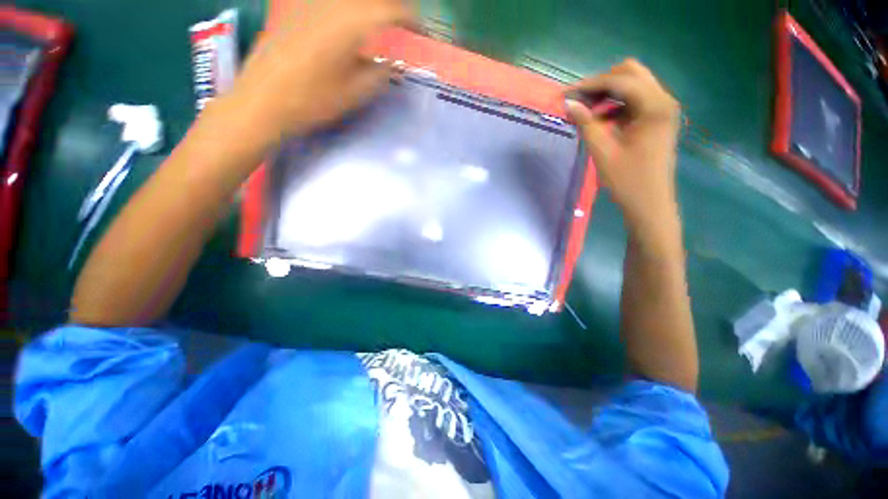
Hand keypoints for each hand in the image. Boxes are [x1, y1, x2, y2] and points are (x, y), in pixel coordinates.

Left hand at [226, 0, 413, 142]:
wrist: (262, 100)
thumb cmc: (312, 100)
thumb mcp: (354, 94)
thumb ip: (380, 74)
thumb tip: (394, 64)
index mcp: (351, 22)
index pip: (392, 9)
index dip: (412, 18)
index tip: (421, 33)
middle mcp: (332, 2)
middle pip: (372, 0)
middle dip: (393, 9)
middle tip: (402, 29)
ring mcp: (310, 1)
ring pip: (350, 1)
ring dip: (370, 10)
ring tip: (378, 29)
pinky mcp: (295, 7)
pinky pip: (331, 3)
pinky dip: (348, 12)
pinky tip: (348, 27)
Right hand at [565, 59, 681, 233]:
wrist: (649, 203)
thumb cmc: (627, 181)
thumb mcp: (603, 151)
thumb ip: (586, 123)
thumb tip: (569, 103)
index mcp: (655, 106)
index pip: (620, 81)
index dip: (590, 84)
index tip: (566, 94)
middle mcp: (663, 100)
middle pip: (630, 74)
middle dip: (601, 84)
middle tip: (578, 101)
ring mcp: (662, 109)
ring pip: (633, 85)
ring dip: (607, 93)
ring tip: (585, 111)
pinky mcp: (657, 119)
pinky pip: (634, 101)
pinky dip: (615, 105)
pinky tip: (599, 120)